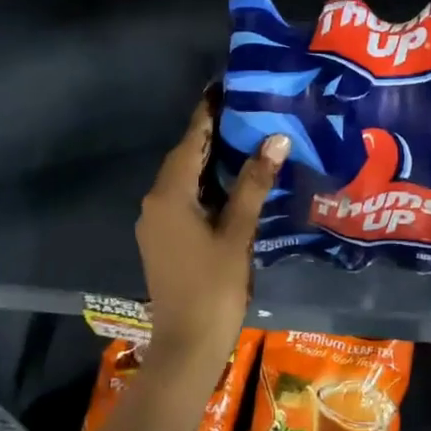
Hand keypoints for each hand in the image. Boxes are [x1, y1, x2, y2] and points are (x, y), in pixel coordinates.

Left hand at [136, 97, 287, 359]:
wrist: (186, 345)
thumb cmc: (214, 287)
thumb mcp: (237, 232)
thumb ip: (254, 184)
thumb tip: (275, 139)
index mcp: (169, 195)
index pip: (191, 141)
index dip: (207, 113)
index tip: (224, 85)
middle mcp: (155, 202)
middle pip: (184, 158)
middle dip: (212, 134)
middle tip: (245, 109)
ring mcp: (156, 223)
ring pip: (184, 180)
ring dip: (209, 161)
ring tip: (244, 138)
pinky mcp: (163, 240)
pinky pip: (183, 199)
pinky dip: (205, 185)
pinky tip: (231, 183)